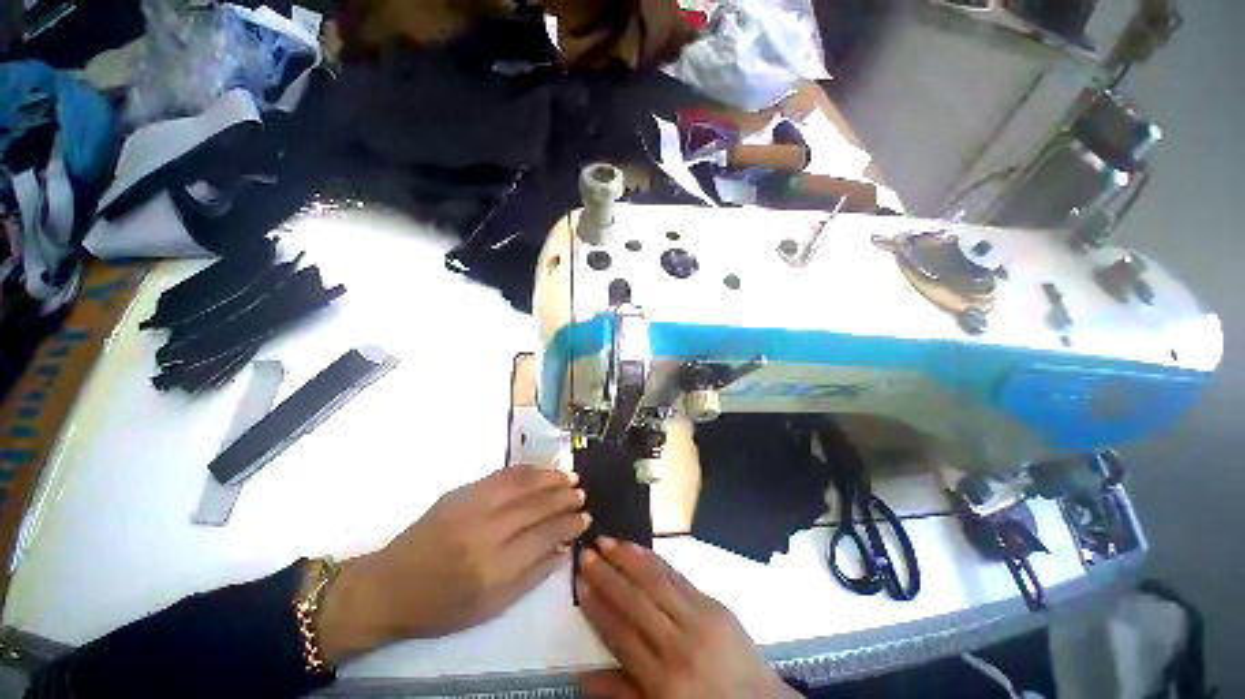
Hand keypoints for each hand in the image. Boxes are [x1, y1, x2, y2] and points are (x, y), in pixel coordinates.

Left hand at [319, 467, 589, 663]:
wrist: (390, 586)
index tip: (586, 517)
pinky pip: (502, 475)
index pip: (545, 535)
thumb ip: (532, 576)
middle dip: (565, 497)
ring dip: (550, 477)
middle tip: (582, 493)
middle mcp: (486, 532)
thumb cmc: (442, 607)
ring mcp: (472, 506)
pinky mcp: (461, 492)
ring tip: (570, 476)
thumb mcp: (491, 608)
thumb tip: (564, 549)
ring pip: (523, 483)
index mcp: (494, 568)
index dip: (570, 524)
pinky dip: (527, 471)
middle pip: (537, 505)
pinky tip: (541, 471)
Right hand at [577, 538, 798, 698]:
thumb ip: (623, 693)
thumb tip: (582, 676)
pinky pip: (678, 576)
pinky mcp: (713, 603)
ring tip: (607, 540)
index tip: (579, 582)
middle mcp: (677, 644)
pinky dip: (655, 559)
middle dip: (607, 574)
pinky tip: (639, 548)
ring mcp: (698, 619)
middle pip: (635, 601)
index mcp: (662, 681)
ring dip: (628, 558)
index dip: (597, 607)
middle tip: (586, 552)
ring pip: (655, 581)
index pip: (620, 634)